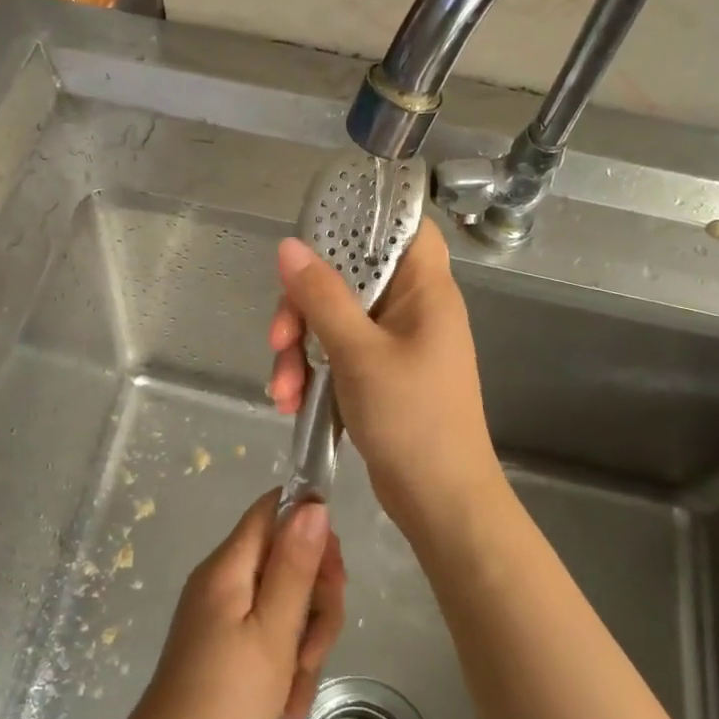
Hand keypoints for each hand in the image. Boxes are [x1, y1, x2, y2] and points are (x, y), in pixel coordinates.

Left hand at [111, 492, 345, 718]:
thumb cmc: (227, 698)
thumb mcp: (274, 631)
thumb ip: (295, 566)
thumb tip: (313, 504)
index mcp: (230, 564)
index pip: (275, 508)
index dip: (311, 528)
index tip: (333, 576)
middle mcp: (224, 577)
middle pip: (286, 557)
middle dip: (315, 600)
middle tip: (317, 646)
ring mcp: (222, 610)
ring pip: (284, 600)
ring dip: (304, 640)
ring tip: (298, 685)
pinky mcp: (222, 640)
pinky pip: (267, 631)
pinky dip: (284, 660)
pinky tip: (287, 700)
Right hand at [267, 218, 500, 527]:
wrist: (440, 501)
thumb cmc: (411, 419)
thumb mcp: (359, 353)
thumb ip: (322, 296)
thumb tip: (290, 245)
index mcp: (424, 290)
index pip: (405, 226)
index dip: (365, 218)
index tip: (317, 233)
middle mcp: (412, 308)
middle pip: (350, 277)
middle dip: (304, 307)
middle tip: (279, 339)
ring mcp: (395, 343)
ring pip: (335, 320)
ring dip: (301, 350)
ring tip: (282, 391)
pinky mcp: (380, 374)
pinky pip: (338, 354)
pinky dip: (313, 373)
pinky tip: (291, 402)